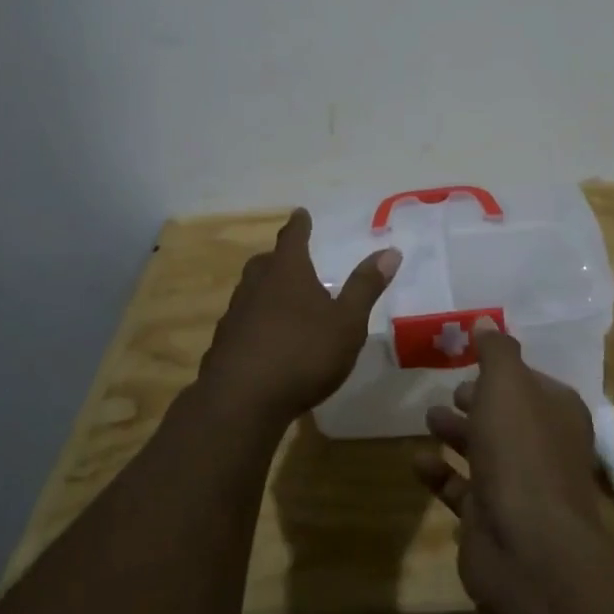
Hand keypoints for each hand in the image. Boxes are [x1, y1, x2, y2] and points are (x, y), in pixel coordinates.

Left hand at [196, 209, 399, 429]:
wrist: (241, 400)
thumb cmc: (303, 353)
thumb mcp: (347, 322)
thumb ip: (366, 287)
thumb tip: (390, 250)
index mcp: (287, 272)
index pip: (293, 237)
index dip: (299, 225)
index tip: (301, 213)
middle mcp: (256, 285)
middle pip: (266, 262)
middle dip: (279, 258)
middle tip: (292, 260)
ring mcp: (235, 314)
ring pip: (250, 291)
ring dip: (265, 290)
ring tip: (281, 299)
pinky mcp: (223, 344)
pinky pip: (242, 322)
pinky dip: (254, 322)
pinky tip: (265, 340)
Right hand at [413, 319, 607, 609]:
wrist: (528, 548)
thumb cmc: (520, 451)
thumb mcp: (507, 384)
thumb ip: (496, 351)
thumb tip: (487, 321)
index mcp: (557, 412)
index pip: (531, 381)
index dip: (503, 370)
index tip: (470, 357)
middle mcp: (543, 447)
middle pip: (507, 416)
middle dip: (478, 401)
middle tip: (449, 390)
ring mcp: (518, 487)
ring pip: (484, 451)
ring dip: (456, 433)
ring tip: (428, 418)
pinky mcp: (491, 520)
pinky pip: (461, 489)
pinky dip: (440, 473)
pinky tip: (417, 461)